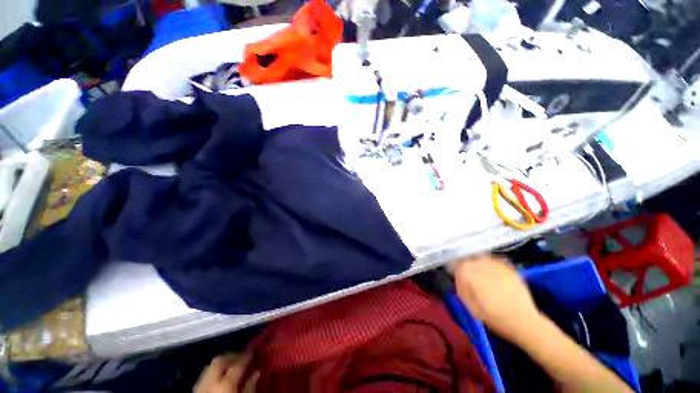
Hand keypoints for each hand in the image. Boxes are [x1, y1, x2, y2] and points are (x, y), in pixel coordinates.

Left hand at [194, 354, 257, 392]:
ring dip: (221, 364)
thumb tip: (256, 372)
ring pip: (209, 367)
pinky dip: (212, 373)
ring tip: (232, 367)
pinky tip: (220, 379)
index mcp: (225, 386)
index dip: (247, 357)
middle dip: (232, 356)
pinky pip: (203, 378)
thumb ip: (250, 388)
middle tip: (243, 358)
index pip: (237, 364)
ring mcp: (199, 388)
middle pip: (220, 360)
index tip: (254, 353)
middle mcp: (210, 384)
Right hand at [452, 255, 542, 343]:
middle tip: (469, 278)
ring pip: (480, 258)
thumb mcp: (470, 308)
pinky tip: (492, 274)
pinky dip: (490, 265)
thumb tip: (458, 278)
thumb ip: (461, 290)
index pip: (456, 265)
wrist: (524, 322)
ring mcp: (496, 265)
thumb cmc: (495, 318)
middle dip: (466, 267)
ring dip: (477, 265)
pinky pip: (493, 260)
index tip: (457, 278)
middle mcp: (481, 265)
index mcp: (469, 275)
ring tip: (480, 275)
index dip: (455, 271)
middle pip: (468, 260)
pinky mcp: (508, 268)